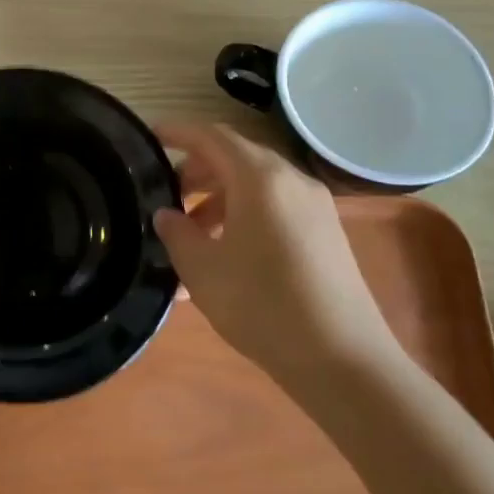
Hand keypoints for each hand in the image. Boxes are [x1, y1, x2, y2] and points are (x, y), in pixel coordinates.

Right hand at [154, 123, 402, 393]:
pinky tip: (225, 254)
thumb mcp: (203, 270)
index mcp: (259, 178)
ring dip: (219, 198)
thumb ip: (177, 233)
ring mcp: (314, 206)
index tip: (150, 136)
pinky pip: (275, 207)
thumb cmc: (263, 306)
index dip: (178, 132)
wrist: (343, 361)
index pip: (211, 136)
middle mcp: (291, 180)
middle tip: (165, 195)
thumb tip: (167, 215)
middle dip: (197, 171)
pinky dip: (244, 215)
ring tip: (191, 234)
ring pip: (255, 184)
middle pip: (235, 157)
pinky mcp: (326, 233)